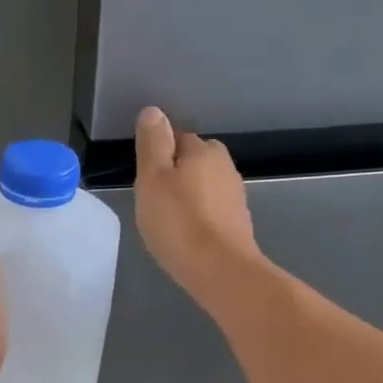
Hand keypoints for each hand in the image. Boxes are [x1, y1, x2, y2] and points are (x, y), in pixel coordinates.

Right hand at [134, 106, 261, 305]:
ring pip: (204, 185)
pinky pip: (212, 208)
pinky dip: (200, 215)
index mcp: (203, 150)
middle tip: (153, 198)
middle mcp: (224, 166)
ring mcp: (235, 195)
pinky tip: (187, 233)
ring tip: (168, 218)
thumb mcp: (152, 179)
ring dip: (189, 195)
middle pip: (194, 160)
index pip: (177, 138)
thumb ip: (152, 144)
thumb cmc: (179, 222)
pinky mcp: (238, 222)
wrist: (220, 271)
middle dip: (176, 172)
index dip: (158, 155)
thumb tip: (154, 111)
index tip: (144, 178)